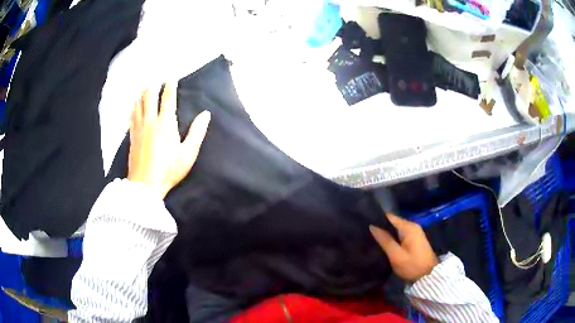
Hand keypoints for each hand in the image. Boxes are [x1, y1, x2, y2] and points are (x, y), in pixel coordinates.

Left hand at [128, 84, 210, 198]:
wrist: (145, 185)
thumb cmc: (169, 170)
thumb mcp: (188, 154)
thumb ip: (197, 132)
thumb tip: (206, 114)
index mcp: (165, 124)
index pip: (167, 98)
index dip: (170, 86)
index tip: (171, 77)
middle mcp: (150, 121)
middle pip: (149, 97)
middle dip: (154, 86)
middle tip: (157, 80)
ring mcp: (139, 128)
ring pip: (138, 104)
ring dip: (142, 94)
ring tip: (145, 88)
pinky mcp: (132, 136)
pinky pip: (131, 116)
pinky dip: (134, 107)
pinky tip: (134, 106)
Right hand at [370, 214, 437, 282]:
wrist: (429, 276)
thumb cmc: (412, 266)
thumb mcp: (396, 255)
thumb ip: (385, 240)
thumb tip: (372, 226)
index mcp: (408, 227)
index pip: (389, 217)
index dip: (377, 220)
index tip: (364, 225)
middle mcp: (412, 226)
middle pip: (393, 222)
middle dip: (381, 228)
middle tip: (366, 235)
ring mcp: (415, 233)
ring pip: (396, 229)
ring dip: (386, 234)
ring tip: (371, 239)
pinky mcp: (415, 240)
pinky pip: (400, 235)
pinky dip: (392, 238)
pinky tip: (384, 245)